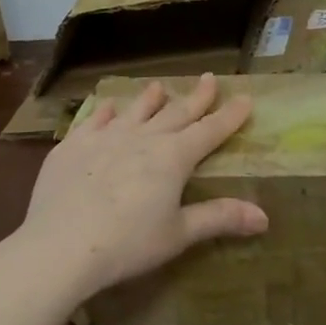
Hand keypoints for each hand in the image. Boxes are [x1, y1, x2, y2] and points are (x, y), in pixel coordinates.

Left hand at [16, 74, 268, 298]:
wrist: (61, 246)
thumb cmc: (127, 244)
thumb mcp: (178, 234)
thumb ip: (219, 218)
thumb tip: (264, 216)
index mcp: (172, 158)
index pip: (209, 131)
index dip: (229, 116)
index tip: (244, 97)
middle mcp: (141, 139)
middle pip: (175, 113)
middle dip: (195, 98)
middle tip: (208, 79)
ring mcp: (104, 138)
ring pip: (134, 111)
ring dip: (149, 99)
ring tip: (158, 87)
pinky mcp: (71, 147)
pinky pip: (93, 121)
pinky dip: (104, 112)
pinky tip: (106, 106)